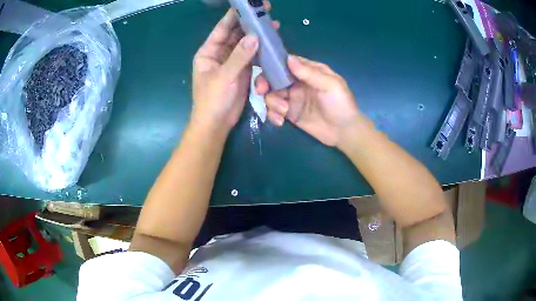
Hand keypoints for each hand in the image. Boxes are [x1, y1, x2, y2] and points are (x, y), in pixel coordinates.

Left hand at [191, 2, 278, 133]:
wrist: (216, 124)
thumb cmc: (213, 100)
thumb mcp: (225, 76)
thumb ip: (240, 56)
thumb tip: (255, 36)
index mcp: (208, 52)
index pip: (222, 29)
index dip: (234, 16)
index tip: (248, 4)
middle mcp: (219, 54)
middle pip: (235, 34)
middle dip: (249, 23)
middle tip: (265, 12)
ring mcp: (231, 62)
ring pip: (245, 44)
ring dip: (257, 36)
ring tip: (273, 25)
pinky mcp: (241, 71)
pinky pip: (252, 56)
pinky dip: (260, 50)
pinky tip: (270, 43)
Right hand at [255, 55, 363, 146]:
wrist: (344, 132)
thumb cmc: (341, 104)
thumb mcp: (330, 85)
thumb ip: (310, 73)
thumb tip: (289, 59)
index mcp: (308, 71)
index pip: (285, 63)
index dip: (272, 65)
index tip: (264, 72)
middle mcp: (296, 82)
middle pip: (273, 78)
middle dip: (264, 83)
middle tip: (262, 92)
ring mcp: (292, 98)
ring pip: (271, 95)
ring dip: (272, 102)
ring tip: (284, 112)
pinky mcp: (289, 114)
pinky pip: (273, 111)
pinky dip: (273, 115)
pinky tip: (281, 122)